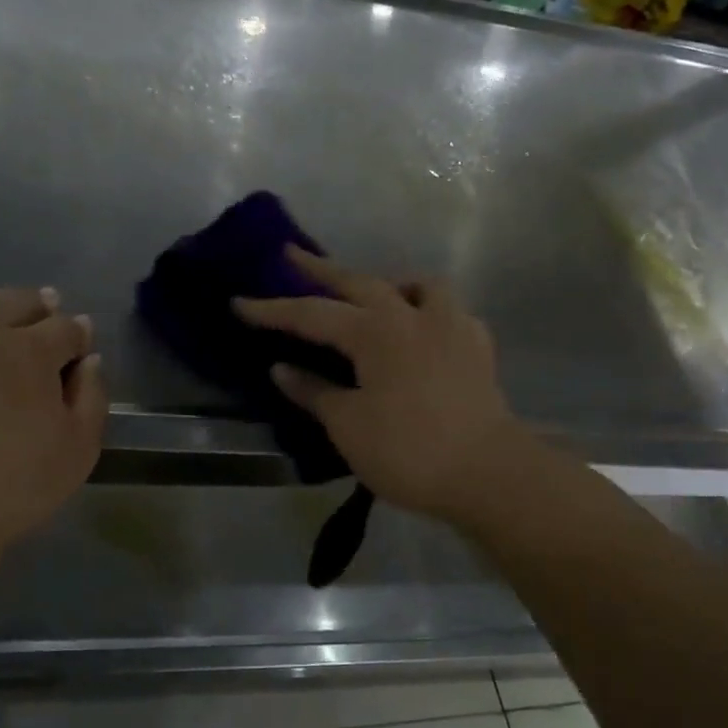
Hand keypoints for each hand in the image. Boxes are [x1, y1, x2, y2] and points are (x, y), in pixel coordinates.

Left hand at [0, 287, 105, 566]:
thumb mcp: (76, 452)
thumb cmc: (8, 489)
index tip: (78, 346)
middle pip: (13, 301)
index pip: (64, 326)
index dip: (76, 335)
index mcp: (27, 350)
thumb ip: (91, 397)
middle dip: (34, 308)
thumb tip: (88, 361)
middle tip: (38, 323)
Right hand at [235, 248, 531, 523]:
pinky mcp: (478, 346)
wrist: (489, 473)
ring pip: (417, 285)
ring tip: (374, 292)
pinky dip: (427, 310)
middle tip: (292, 254)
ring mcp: (451, 325)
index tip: (239, 302)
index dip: (272, 310)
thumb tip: (281, 369)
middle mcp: (412, 315)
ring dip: (388, 281)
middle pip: (359, 282)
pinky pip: (447, 311)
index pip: (312, 314)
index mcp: (376, 331)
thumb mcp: (348, 425)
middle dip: (321, 269)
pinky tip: (423, 330)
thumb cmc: (409, 451)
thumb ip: (313, 391)